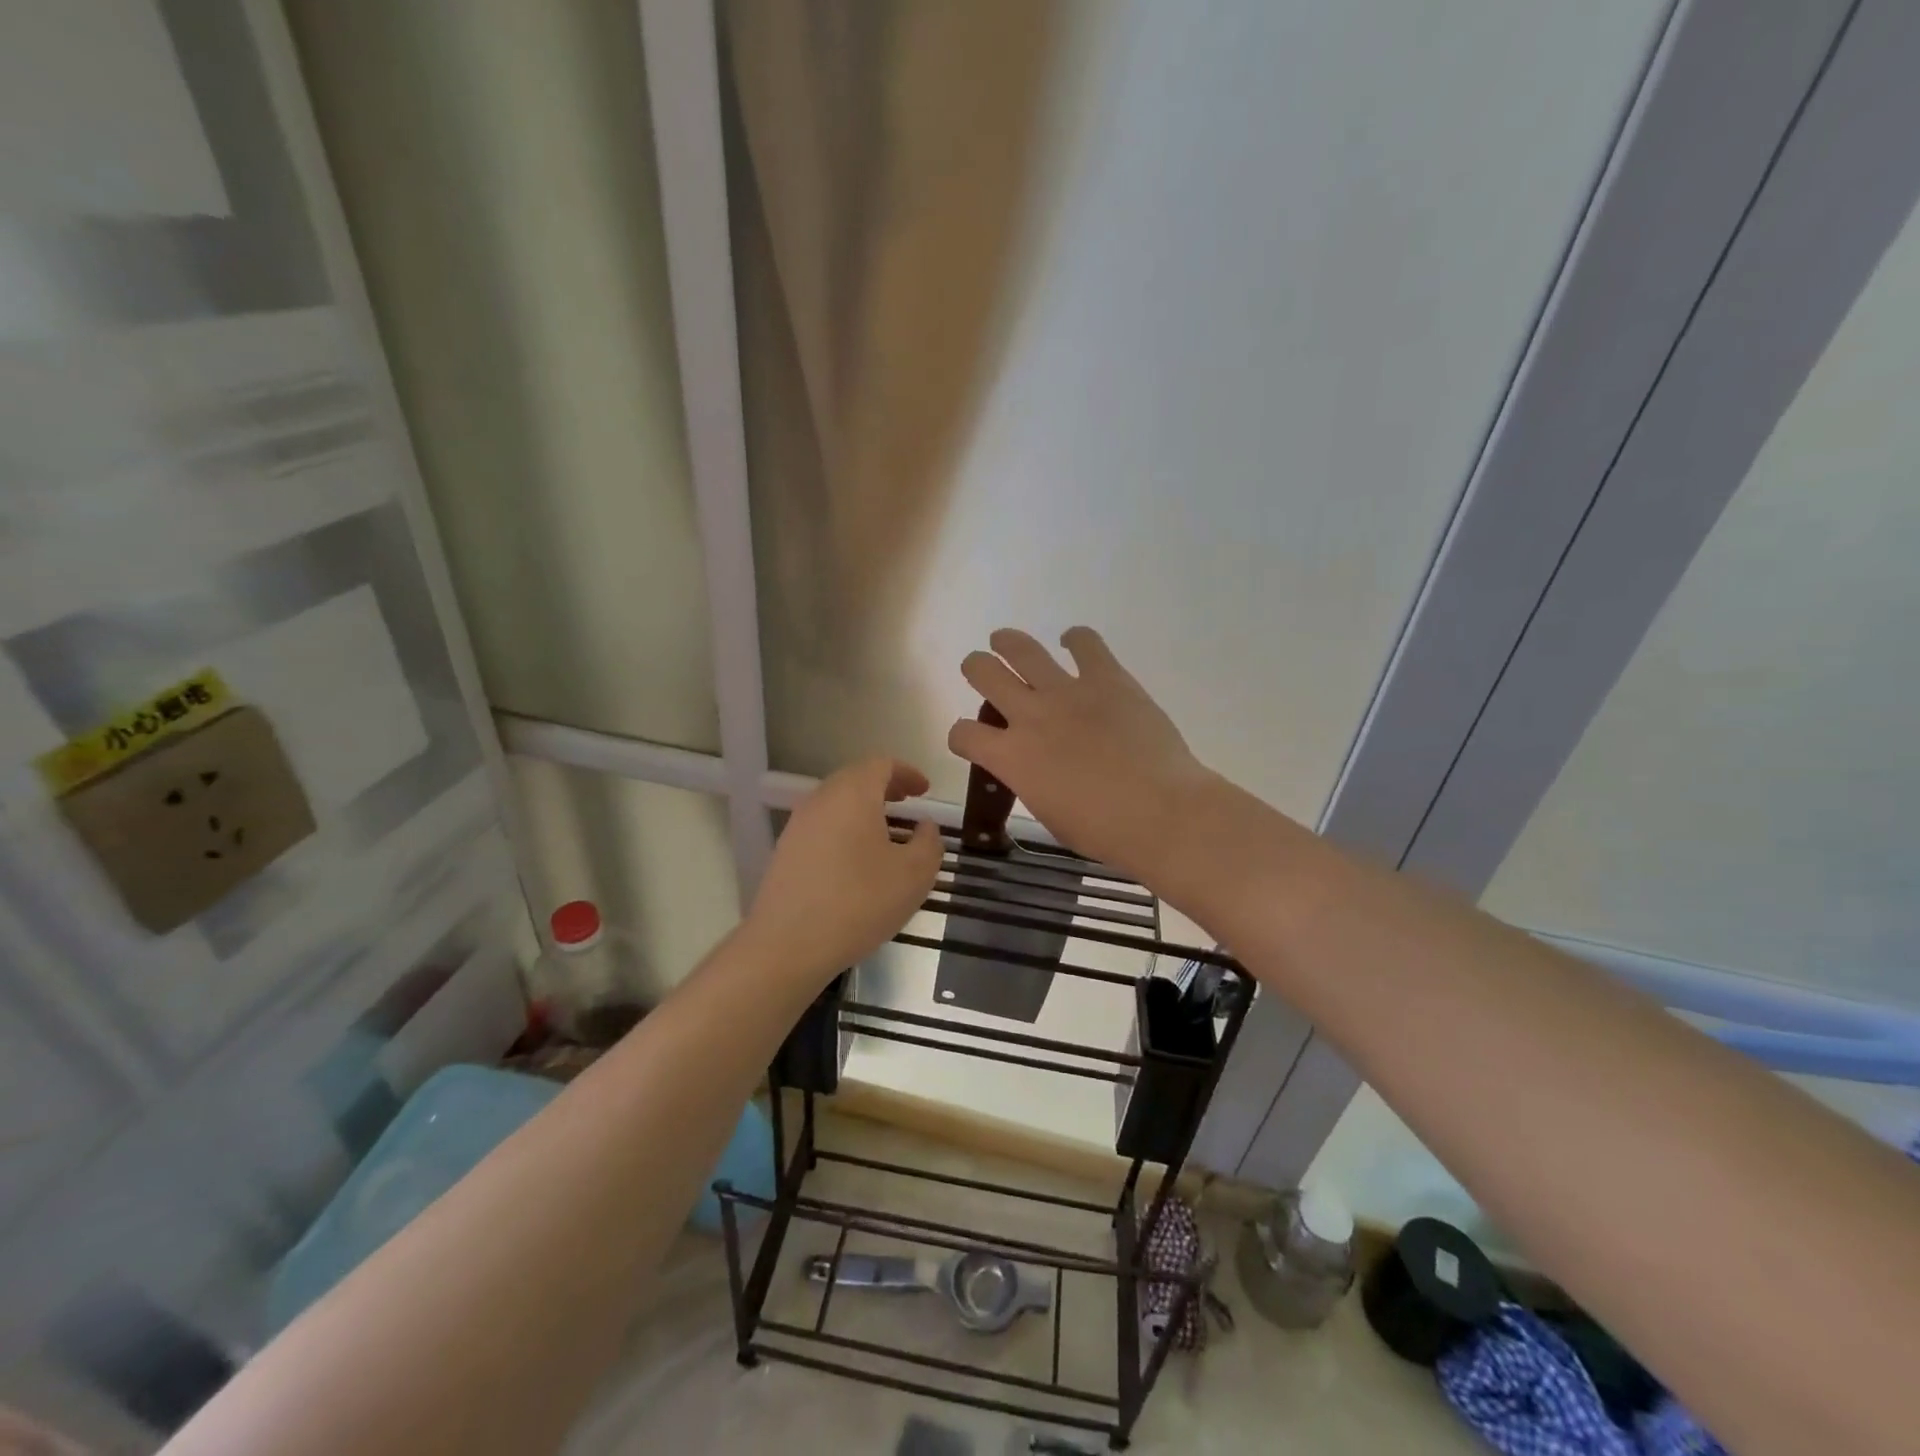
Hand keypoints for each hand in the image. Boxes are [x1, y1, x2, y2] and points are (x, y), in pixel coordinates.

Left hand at [747, 757, 943, 982]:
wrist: (788, 945)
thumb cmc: (859, 902)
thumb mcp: (914, 875)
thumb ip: (929, 843)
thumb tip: (924, 826)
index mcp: (853, 794)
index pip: (881, 764)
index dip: (907, 773)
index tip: (924, 791)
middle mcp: (821, 799)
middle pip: (855, 778)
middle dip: (884, 787)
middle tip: (907, 805)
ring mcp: (798, 825)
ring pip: (836, 803)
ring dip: (863, 809)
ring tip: (886, 834)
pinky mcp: (786, 851)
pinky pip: (822, 826)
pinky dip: (845, 829)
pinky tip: (857, 861)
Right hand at [948, 627, 1214, 876]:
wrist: (1161, 813)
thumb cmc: (1104, 831)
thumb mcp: (1049, 814)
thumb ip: (1032, 781)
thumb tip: (1036, 768)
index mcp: (1011, 757)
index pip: (964, 733)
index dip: (961, 735)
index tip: (971, 740)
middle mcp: (1030, 715)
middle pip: (983, 672)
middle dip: (977, 669)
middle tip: (981, 670)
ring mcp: (1067, 691)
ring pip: (1022, 649)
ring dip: (1008, 642)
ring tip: (1004, 641)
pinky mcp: (1107, 678)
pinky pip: (1085, 642)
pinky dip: (1076, 639)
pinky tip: (1074, 642)